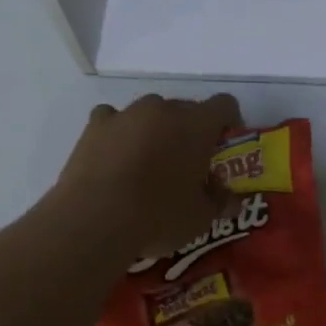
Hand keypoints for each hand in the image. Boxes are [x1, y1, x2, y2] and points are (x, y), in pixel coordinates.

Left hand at [50, 93, 242, 259]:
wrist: (94, 220)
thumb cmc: (158, 216)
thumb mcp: (200, 218)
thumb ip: (219, 202)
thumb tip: (231, 199)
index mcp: (197, 125)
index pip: (225, 105)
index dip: (229, 122)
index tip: (224, 145)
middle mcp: (163, 109)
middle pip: (186, 109)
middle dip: (190, 131)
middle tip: (187, 164)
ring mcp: (127, 114)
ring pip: (150, 113)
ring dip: (155, 131)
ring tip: (148, 164)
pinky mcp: (95, 125)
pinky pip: (113, 119)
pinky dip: (118, 133)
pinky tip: (115, 157)